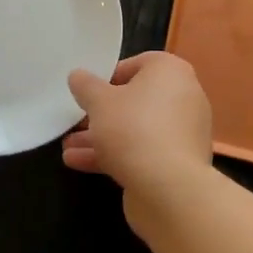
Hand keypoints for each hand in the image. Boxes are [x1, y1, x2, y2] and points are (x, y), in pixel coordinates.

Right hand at [62, 52, 215, 211]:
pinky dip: (116, 155)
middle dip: (102, 113)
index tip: (88, 91)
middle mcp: (184, 97)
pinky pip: (143, 151)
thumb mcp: (99, 101)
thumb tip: (77, 75)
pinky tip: (78, 163)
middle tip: (76, 121)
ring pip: (136, 129)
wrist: (169, 188)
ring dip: (102, 137)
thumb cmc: (133, 128)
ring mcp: (183, 133)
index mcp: (171, 72)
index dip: (109, 76)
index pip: (138, 64)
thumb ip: (86, 85)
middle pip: (136, 100)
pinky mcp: (178, 163)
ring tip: (68, 146)